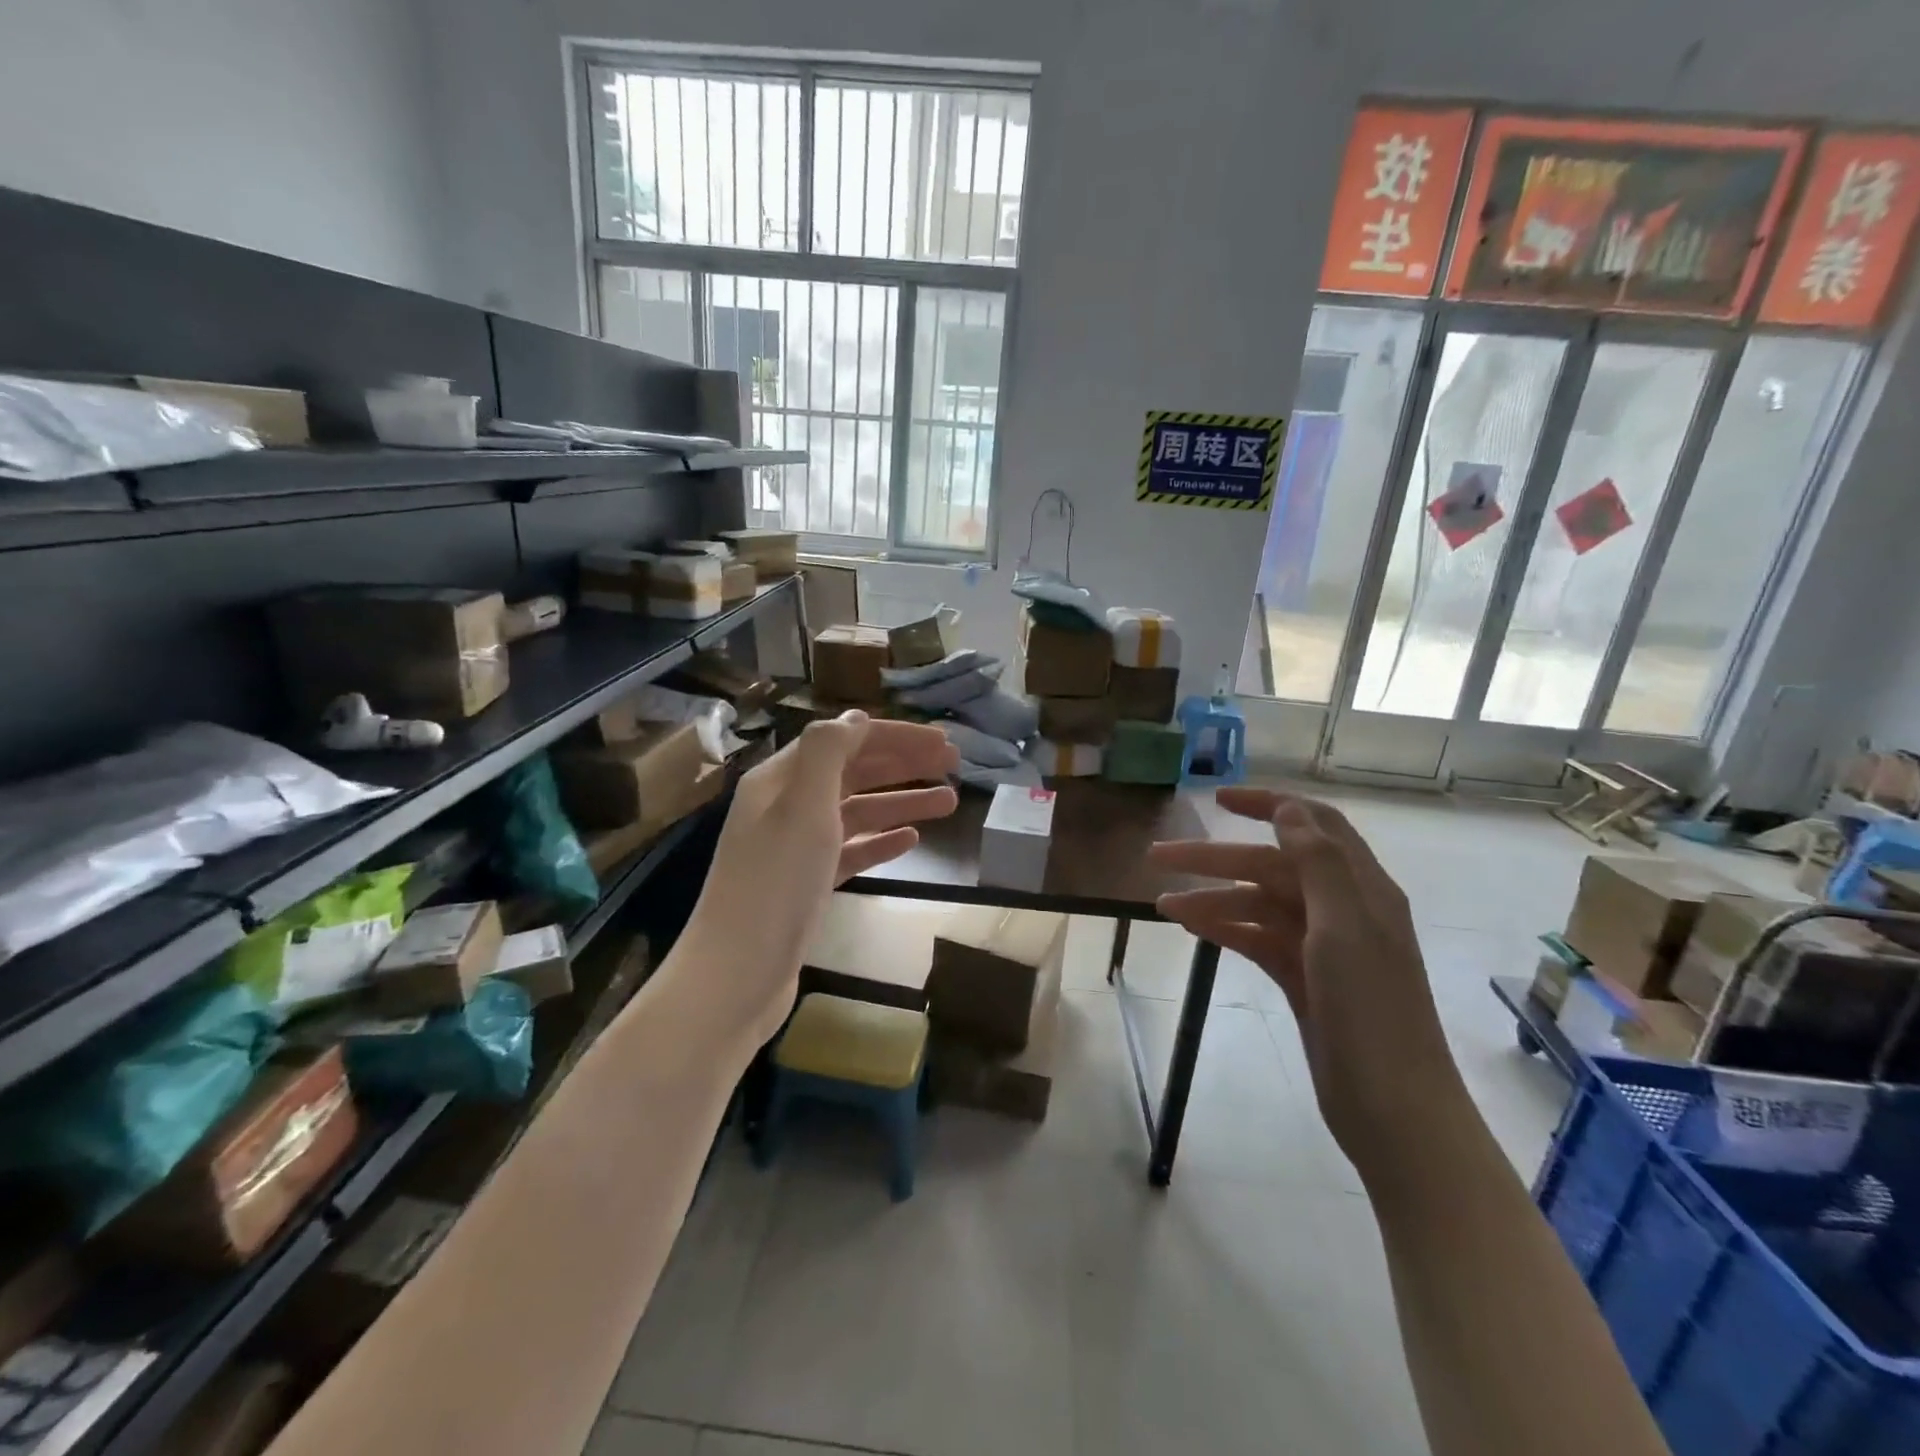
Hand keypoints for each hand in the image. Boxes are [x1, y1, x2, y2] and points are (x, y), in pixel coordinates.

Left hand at [674, 713, 958, 1051]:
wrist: (737, 973)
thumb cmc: (775, 883)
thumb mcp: (802, 806)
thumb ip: (828, 753)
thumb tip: (855, 717)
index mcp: (781, 779)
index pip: (845, 741)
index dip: (895, 737)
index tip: (943, 743)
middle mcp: (787, 806)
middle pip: (854, 773)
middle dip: (903, 765)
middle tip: (954, 766)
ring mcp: (796, 847)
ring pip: (857, 812)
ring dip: (901, 803)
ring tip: (949, 803)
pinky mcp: (807, 884)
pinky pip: (850, 850)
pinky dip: (880, 840)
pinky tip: (911, 840)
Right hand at [1148, 787, 1466, 1171]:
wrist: (1393, 1109)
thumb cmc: (1371, 1011)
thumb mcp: (1345, 927)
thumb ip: (1318, 863)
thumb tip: (1288, 808)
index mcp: (1361, 888)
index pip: (1313, 825)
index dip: (1268, 804)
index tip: (1217, 800)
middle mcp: (1342, 909)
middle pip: (1271, 866)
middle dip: (1216, 858)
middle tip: (1158, 855)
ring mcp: (1321, 946)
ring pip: (1258, 905)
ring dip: (1212, 897)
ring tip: (1161, 903)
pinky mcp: (1302, 979)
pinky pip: (1255, 939)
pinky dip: (1223, 928)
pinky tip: (1188, 927)